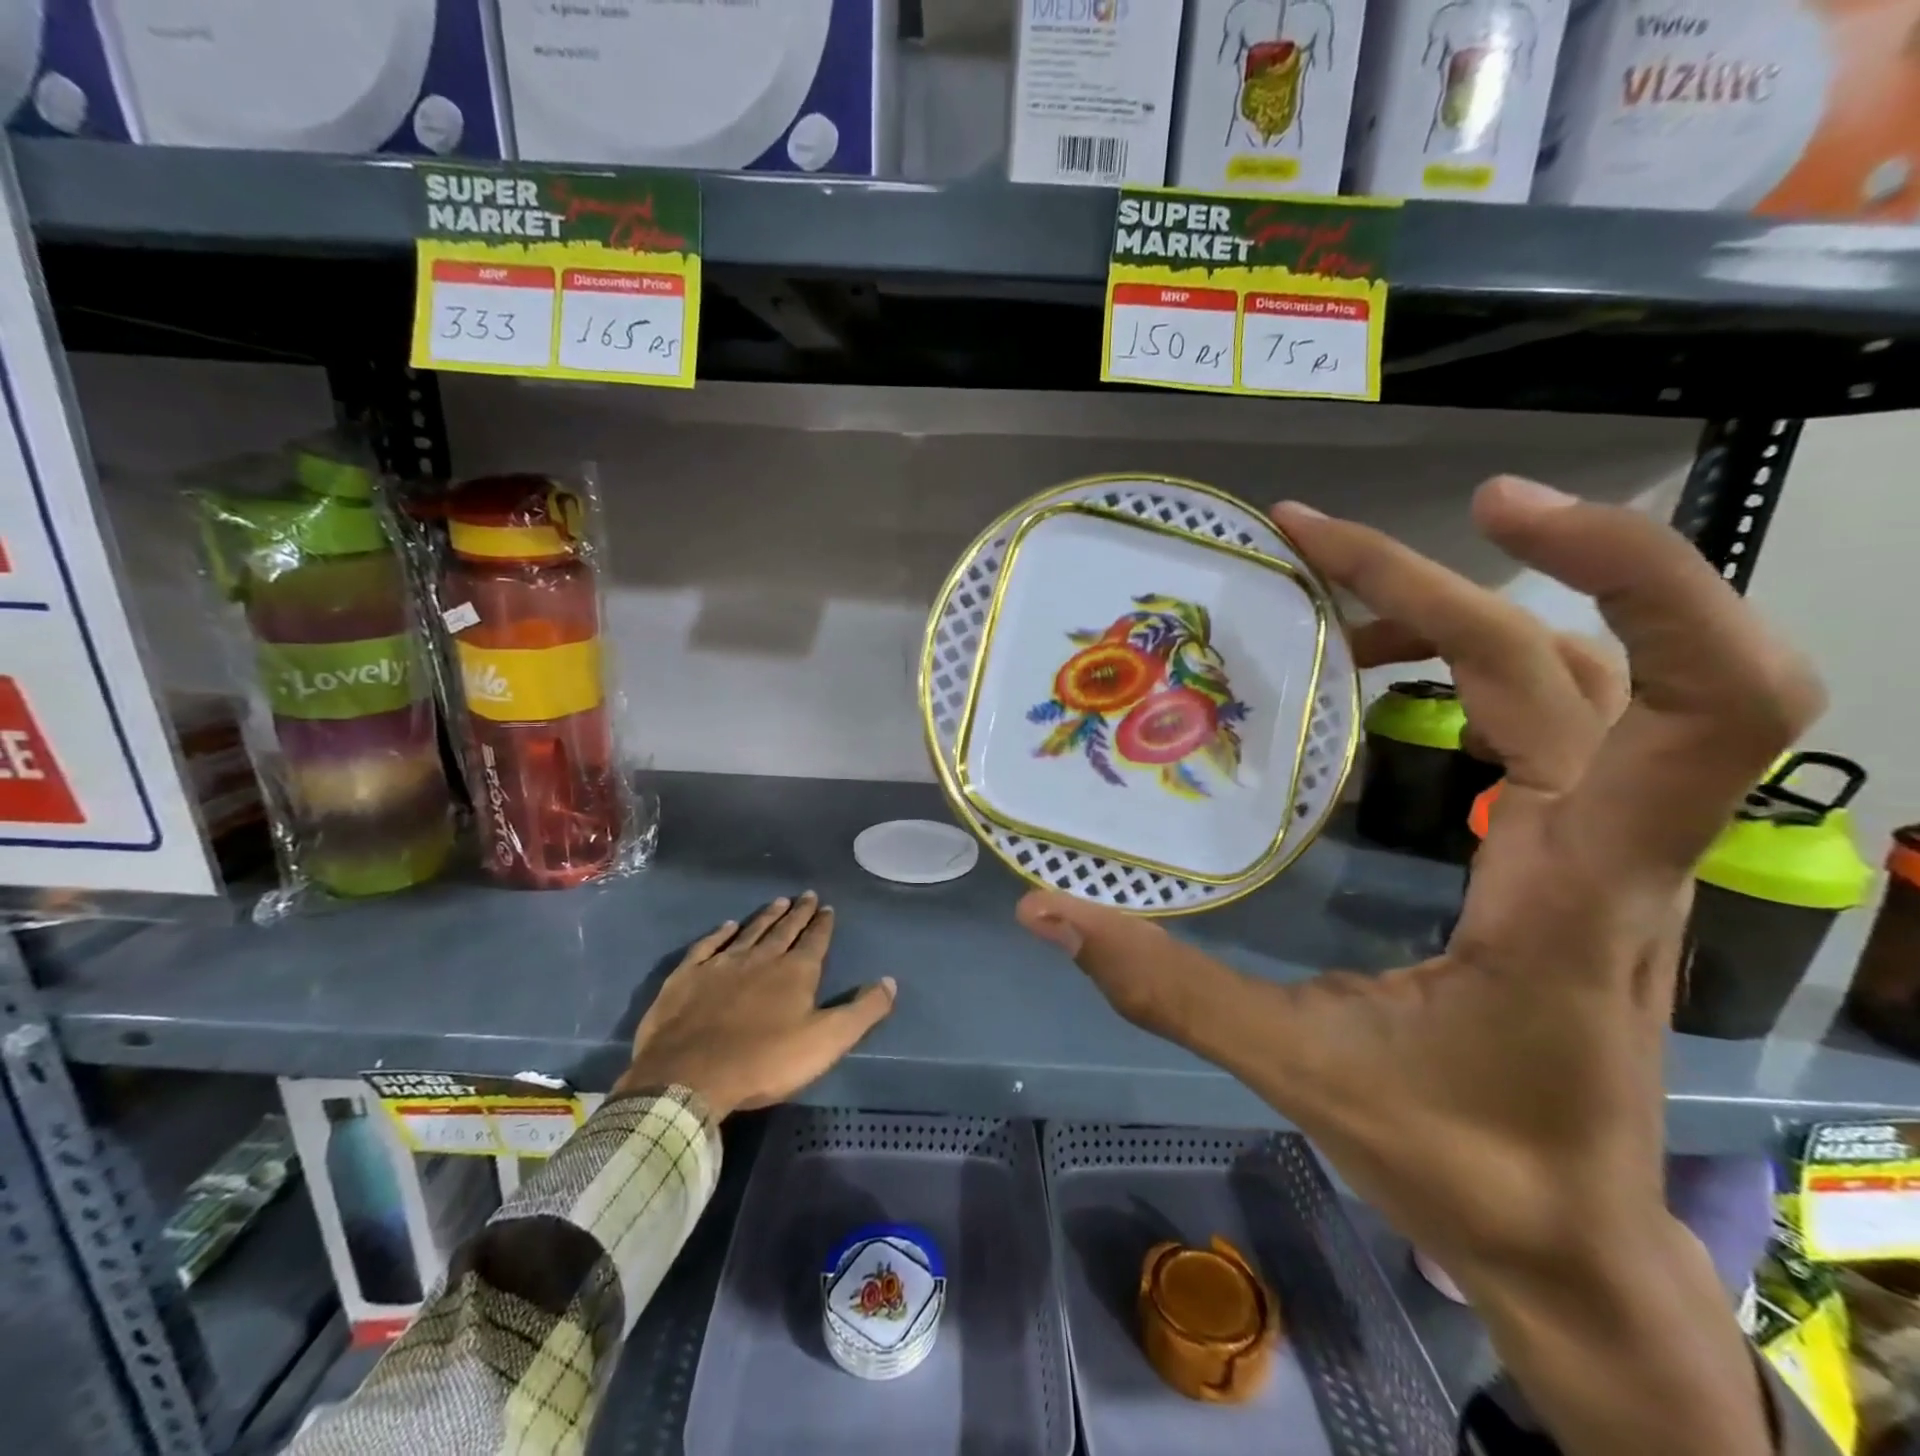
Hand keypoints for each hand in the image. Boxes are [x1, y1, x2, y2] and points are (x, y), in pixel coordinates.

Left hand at [617, 893, 895, 1118]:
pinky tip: (726, 926)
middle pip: (784, 930)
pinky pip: (707, 947)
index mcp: (795, 972)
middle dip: (798, 913)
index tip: (827, 907)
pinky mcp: (688, 977)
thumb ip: (862, 1011)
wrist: (690, 1075)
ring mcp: (721, 965)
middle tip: (806, 895)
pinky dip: (719, 934)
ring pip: (750, 932)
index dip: (823, 924)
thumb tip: (890, 981)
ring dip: (765, 917)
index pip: (815, 941)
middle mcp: (761, 959)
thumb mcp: (826, 1041)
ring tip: (777, 902)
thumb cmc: (764, 1061)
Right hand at [1017, 477, 1821, 1453]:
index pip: (1690, 707)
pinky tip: (1378, 678)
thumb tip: (1047, 913)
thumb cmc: (1463, 1164)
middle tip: (1313, 538)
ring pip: (1587, 674)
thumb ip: (1170, 990)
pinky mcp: (1583, 853)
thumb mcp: (1302, 1075)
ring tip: (1333, 601)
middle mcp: (1621, 849)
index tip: (1490, 509)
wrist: (1571, 1242)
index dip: (1630, 576)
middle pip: (1587, 657)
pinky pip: (1559, 716)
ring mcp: (1611, 847)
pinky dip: (1469, 662)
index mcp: (1579, 893)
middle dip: (1453, 572)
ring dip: (1462, 610)